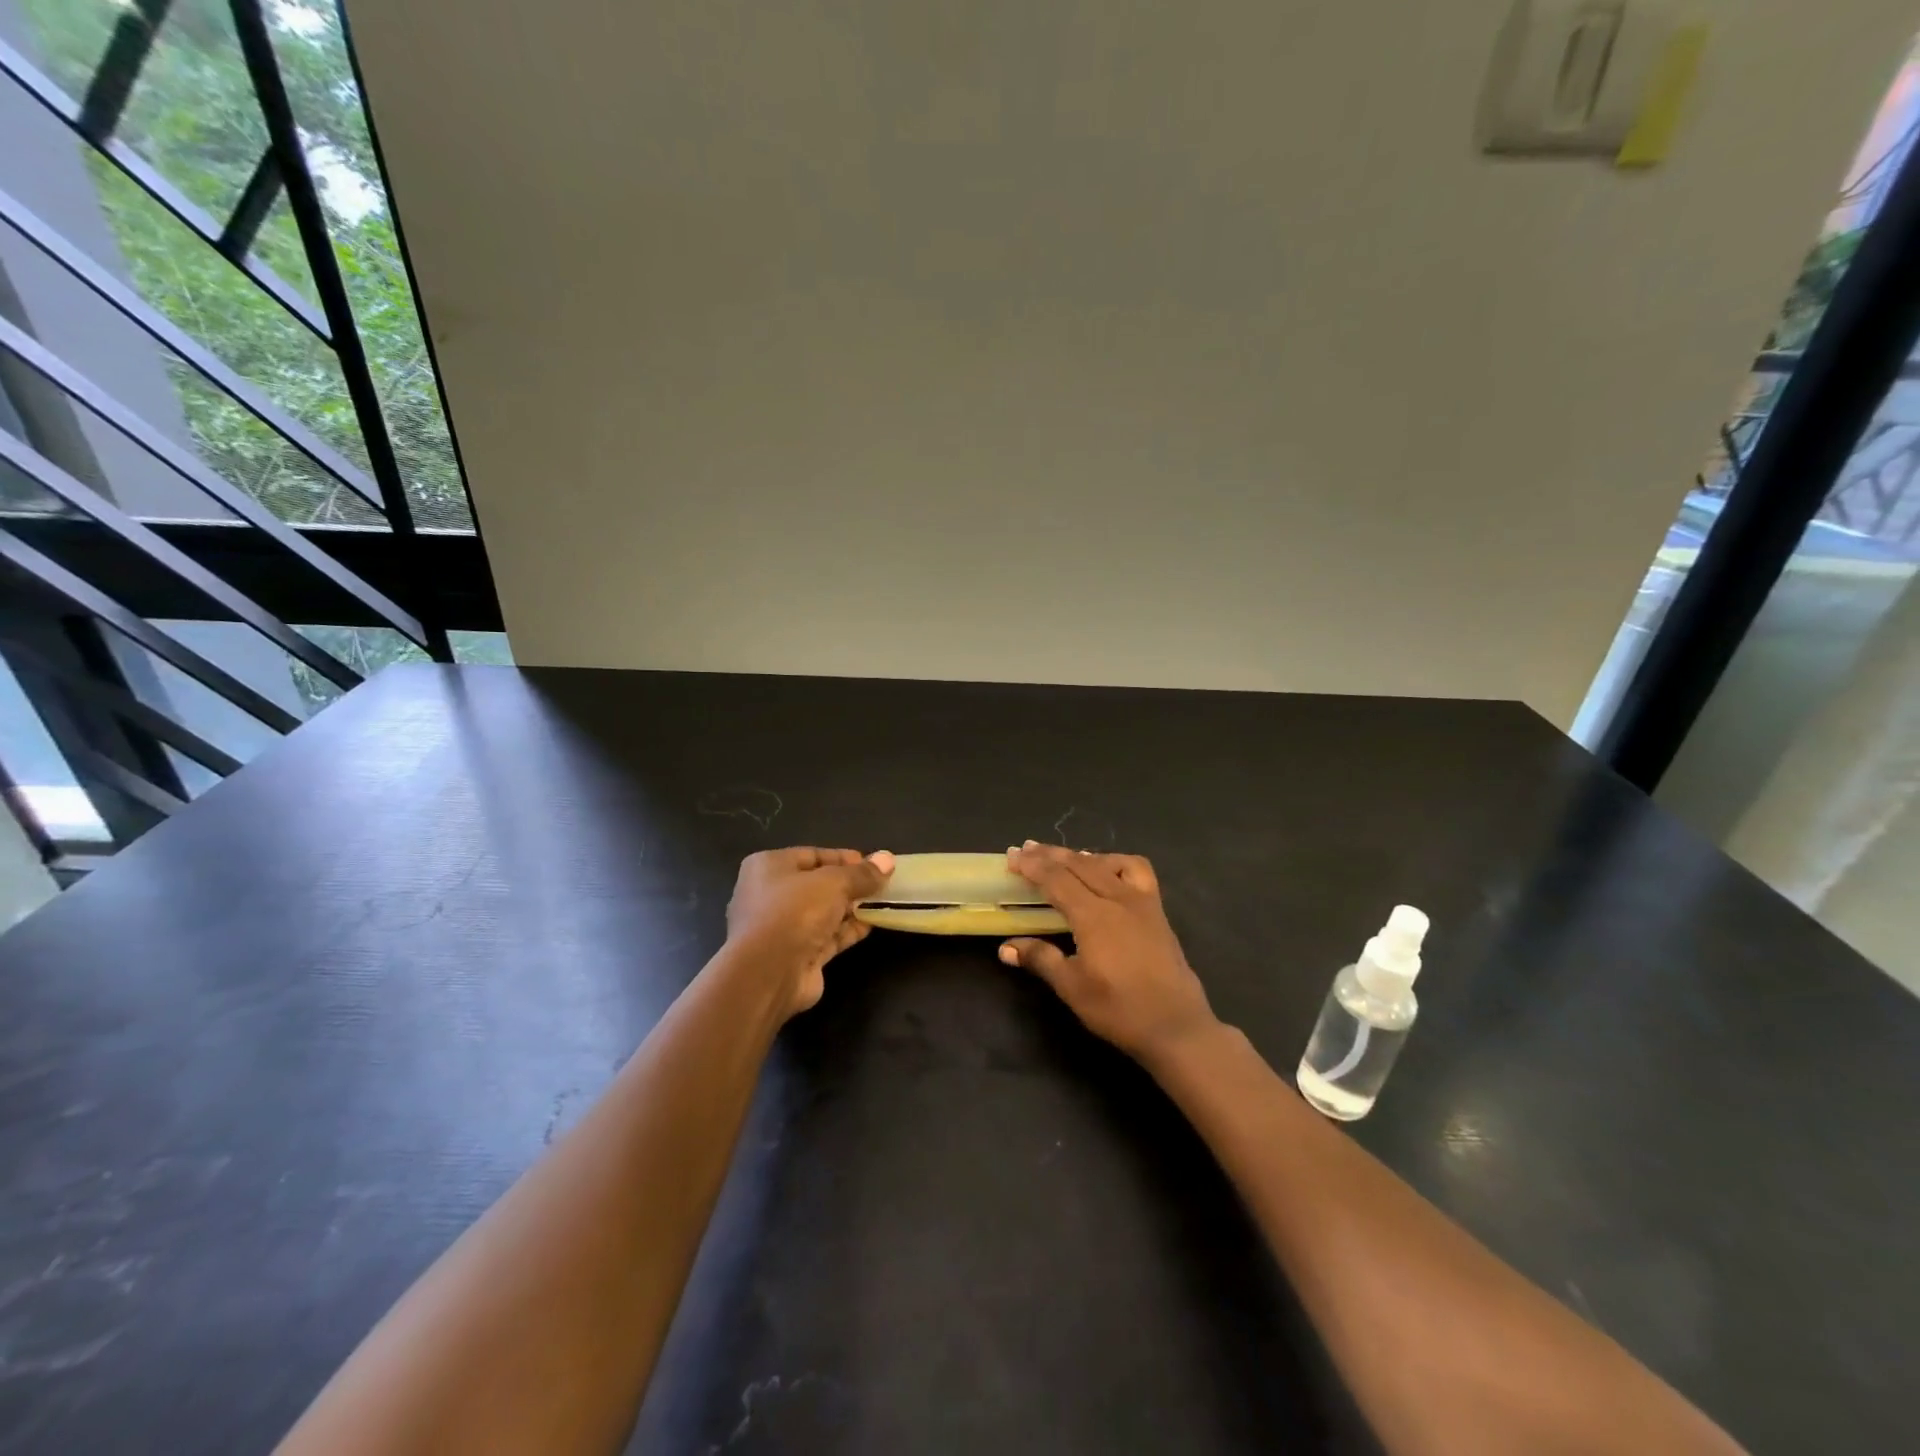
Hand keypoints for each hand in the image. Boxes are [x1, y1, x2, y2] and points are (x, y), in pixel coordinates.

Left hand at [725, 847, 893, 1018]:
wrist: (769, 973)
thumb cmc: (795, 911)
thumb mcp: (834, 882)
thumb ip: (862, 873)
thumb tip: (887, 859)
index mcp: (768, 867)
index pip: (812, 855)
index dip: (843, 858)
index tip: (873, 863)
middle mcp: (770, 895)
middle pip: (817, 884)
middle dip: (850, 884)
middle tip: (881, 884)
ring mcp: (781, 928)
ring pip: (823, 912)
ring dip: (852, 908)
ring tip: (883, 902)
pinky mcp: (795, 955)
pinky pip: (826, 936)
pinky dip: (848, 930)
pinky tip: (872, 924)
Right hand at [999, 842, 1218, 1065]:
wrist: (1176, 1026)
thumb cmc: (1119, 1009)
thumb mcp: (1072, 987)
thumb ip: (1040, 959)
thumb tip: (1006, 948)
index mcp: (1093, 916)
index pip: (1056, 879)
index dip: (1032, 866)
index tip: (1011, 856)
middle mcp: (1117, 898)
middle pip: (1079, 864)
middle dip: (1050, 854)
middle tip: (1026, 848)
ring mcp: (1142, 901)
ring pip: (1107, 862)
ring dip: (1080, 856)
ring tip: (1062, 858)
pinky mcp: (1157, 910)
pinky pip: (1136, 870)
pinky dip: (1115, 862)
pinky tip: (1106, 871)